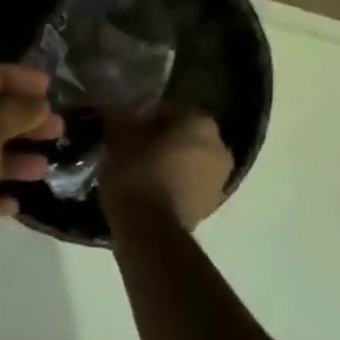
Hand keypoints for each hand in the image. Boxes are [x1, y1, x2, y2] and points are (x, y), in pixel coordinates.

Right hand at [101, 111, 233, 229]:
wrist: (150, 231)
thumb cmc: (136, 174)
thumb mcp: (118, 138)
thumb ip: (122, 119)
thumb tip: (121, 113)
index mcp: (200, 122)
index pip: (170, 108)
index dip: (146, 115)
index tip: (127, 126)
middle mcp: (219, 146)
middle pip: (185, 134)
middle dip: (162, 138)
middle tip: (134, 147)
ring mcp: (220, 178)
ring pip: (190, 159)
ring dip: (171, 161)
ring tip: (141, 171)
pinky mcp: (212, 205)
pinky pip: (191, 184)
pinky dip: (175, 183)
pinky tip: (151, 190)